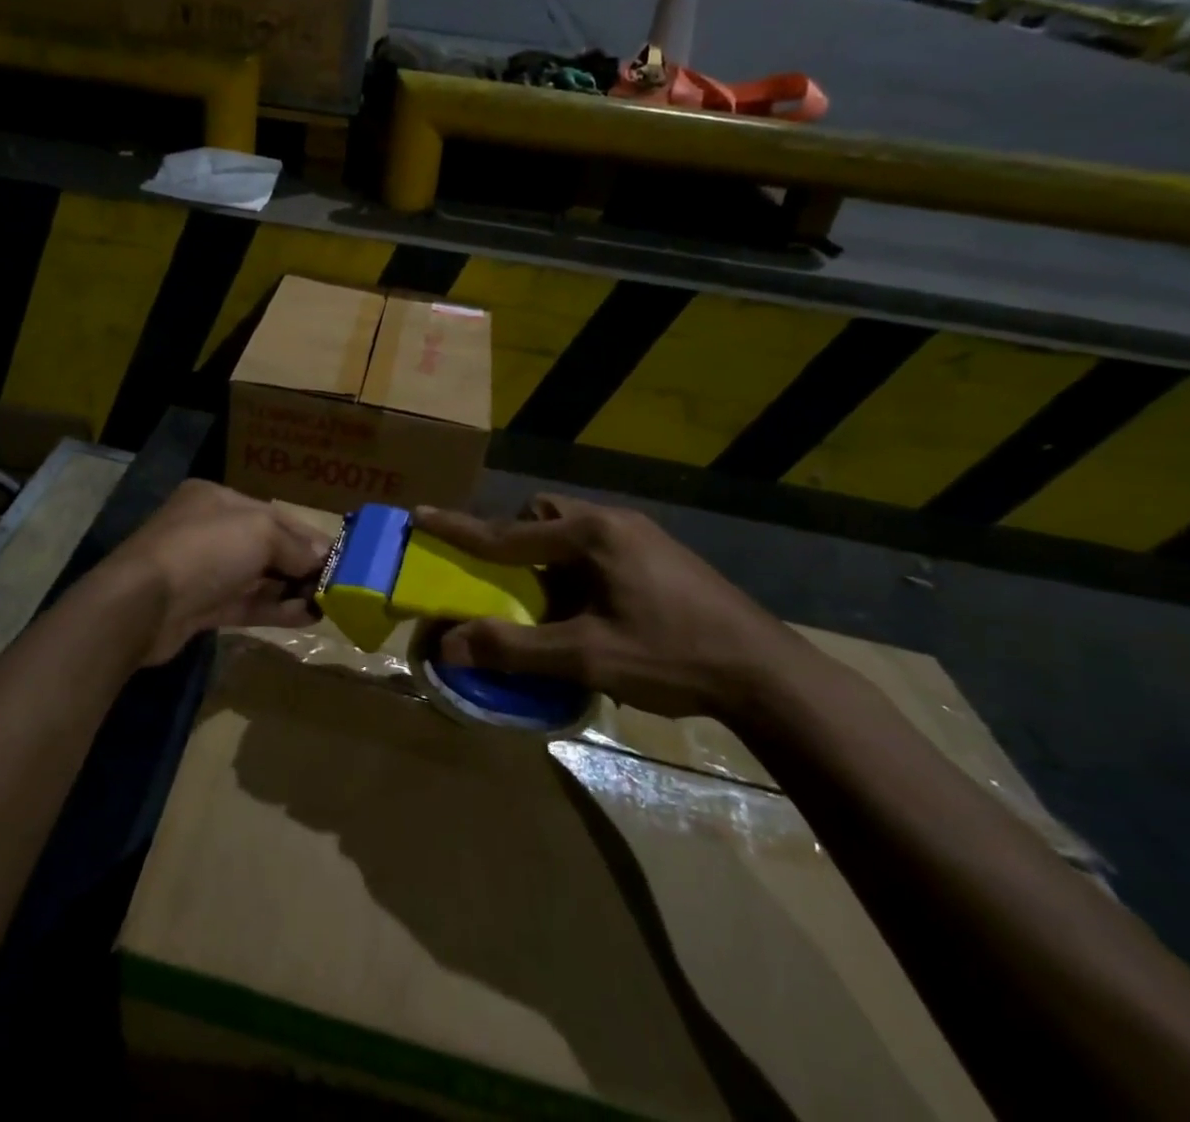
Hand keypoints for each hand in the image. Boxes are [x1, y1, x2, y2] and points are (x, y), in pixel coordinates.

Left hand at [99, 481, 332, 665]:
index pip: (274, 514)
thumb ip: (294, 545)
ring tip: (328, 605)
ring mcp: (204, 571)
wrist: (142, 604)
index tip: (340, 555)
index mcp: (218, 500)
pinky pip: (247, 604)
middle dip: (302, 564)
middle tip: (338, 584)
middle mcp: (210, 530)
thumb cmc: (205, 550)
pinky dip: (276, 609)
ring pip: (257, 578)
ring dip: (292, 590)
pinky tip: (307, 617)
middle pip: (267, 546)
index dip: (309, 535)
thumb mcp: (260, 532)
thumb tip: (322, 559)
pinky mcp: (201, 607)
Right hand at [412, 495, 809, 720]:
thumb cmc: (674, 657)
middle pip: (544, 515)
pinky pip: (596, 546)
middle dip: (515, 538)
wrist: (768, 675)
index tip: (420, 515)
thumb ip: (515, 648)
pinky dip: (575, 568)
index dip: (459, 529)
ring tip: (548, 600)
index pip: (508, 532)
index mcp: (592, 535)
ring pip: (572, 530)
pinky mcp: (659, 555)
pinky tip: (590, 608)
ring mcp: (641, 536)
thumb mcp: (589, 657)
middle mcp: (614, 522)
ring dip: (547, 556)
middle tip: (507, 578)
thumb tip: (448, 644)